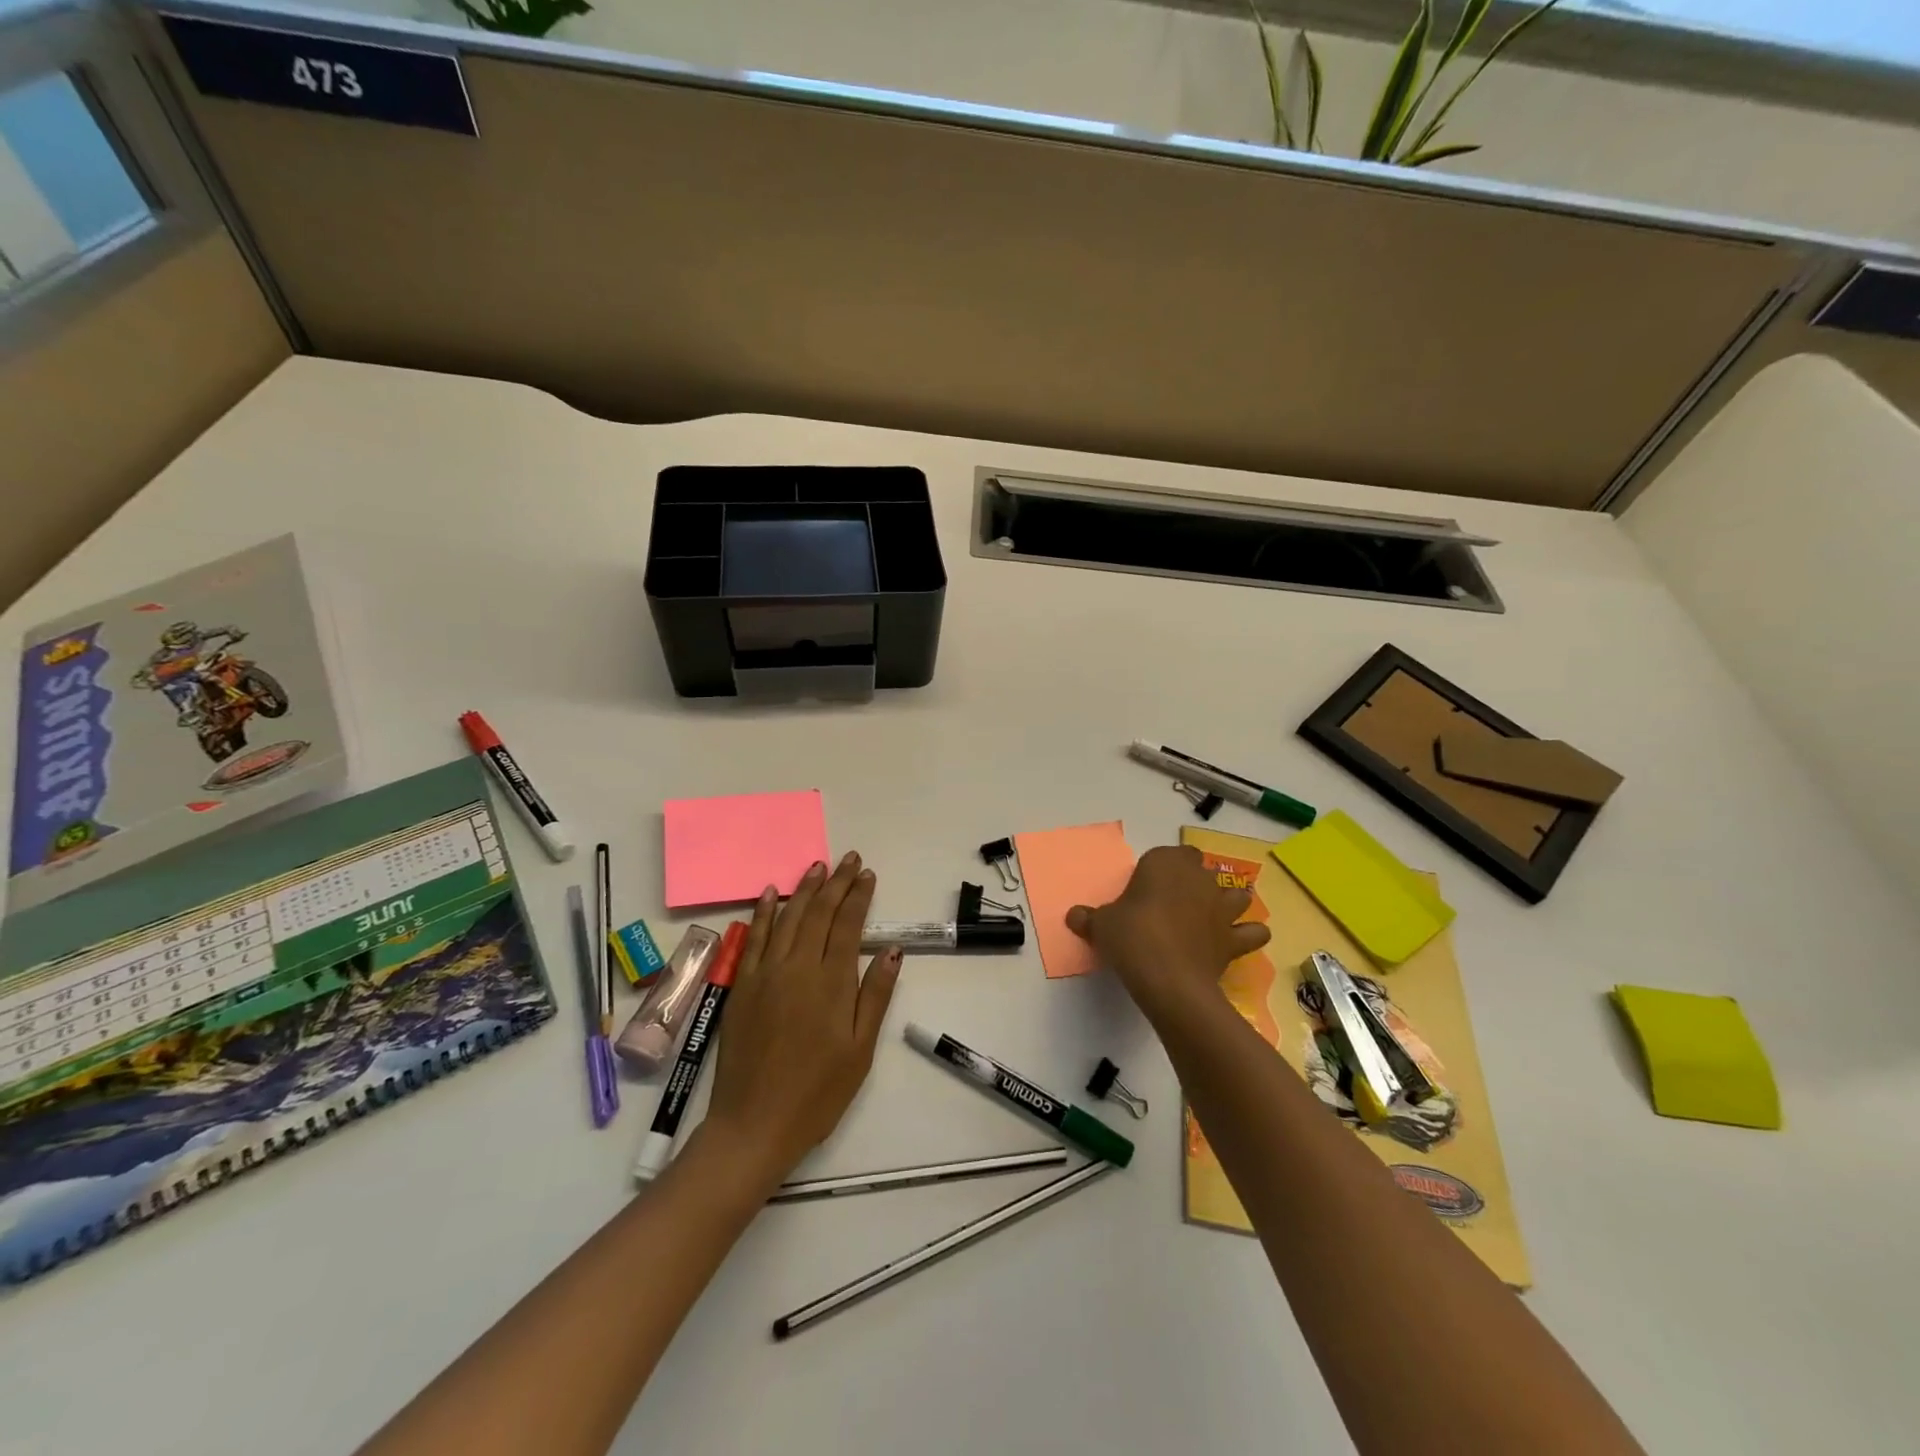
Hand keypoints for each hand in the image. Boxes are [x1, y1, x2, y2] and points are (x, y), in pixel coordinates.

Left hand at [701, 852, 901, 1183]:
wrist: (754, 1124)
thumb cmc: (817, 1093)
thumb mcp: (860, 1050)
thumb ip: (874, 996)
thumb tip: (892, 950)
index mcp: (831, 983)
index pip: (848, 925)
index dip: (859, 896)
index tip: (868, 874)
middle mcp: (797, 968)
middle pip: (819, 914)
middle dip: (836, 883)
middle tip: (849, 858)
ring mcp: (765, 974)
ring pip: (787, 918)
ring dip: (804, 889)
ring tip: (818, 866)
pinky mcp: (742, 986)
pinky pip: (752, 938)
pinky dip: (762, 913)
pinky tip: (769, 894)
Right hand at [1067, 845, 1270, 1020]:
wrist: (1168, 979)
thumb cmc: (1131, 937)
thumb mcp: (1101, 925)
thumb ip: (1089, 918)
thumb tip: (1073, 916)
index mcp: (1166, 863)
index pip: (1171, 853)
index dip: (1162, 868)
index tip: (1147, 888)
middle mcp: (1199, 878)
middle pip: (1202, 870)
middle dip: (1193, 882)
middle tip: (1171, 904)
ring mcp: (1222, 907)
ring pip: (1237, 895)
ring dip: (1227, 903)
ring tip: (1210, 918)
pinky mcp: (1235, 938)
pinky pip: (1252, 932)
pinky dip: (1248, 935)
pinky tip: (1234, 943)